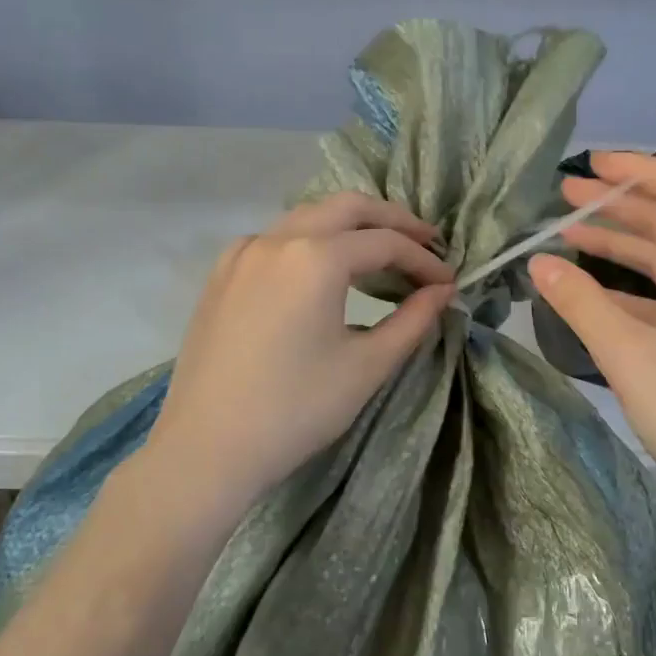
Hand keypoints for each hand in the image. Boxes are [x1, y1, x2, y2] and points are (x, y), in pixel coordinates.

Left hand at [143, 193, 454, 516]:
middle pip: (347, 207)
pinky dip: (312, 241)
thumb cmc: (295, 410)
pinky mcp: (222, 274)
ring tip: (382, 254)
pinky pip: (277, 239)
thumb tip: (442, 291)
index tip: (448, 282)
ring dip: (351, 226)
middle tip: (425, 243)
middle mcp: (277, 239)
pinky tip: (323, 272)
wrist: (206, 449)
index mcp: (315, 258)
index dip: (424, 260)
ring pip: (308, 216)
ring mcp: (242, 253)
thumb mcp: (366, 366)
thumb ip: (412, 320)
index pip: (385, 243)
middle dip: (392, 220)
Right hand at [529, 151, 655, 533]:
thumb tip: (537, 262)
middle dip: (619, 205)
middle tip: (563, 196)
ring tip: (567, 232)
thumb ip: (581, 303)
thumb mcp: (632, 355)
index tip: (589, 165)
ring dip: (620, 245)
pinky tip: (588, 291)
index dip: (638, 170)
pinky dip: (626, 289)